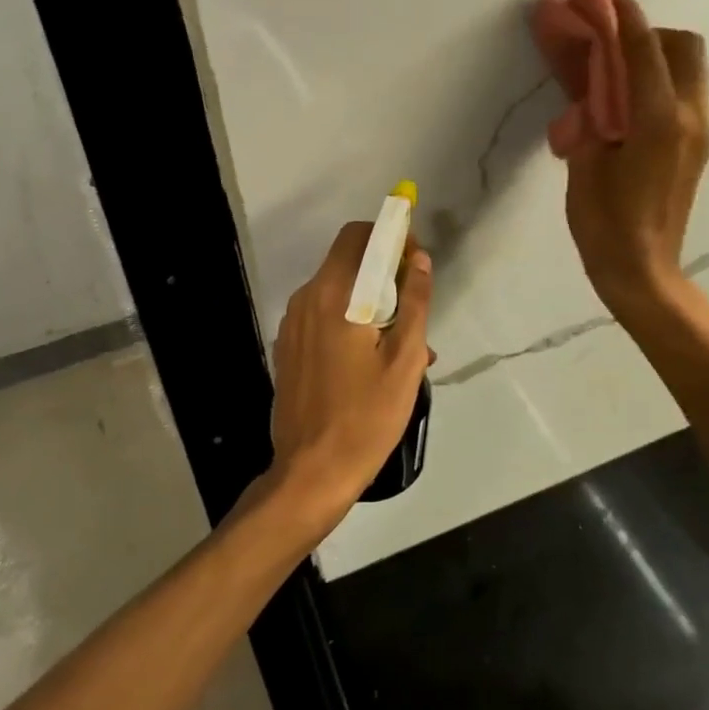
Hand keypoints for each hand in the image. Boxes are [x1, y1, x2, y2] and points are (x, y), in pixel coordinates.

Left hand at [266, 222, 433, 526]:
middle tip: (414, 307)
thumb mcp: (405, 360)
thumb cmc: (366, 416)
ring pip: (337, 291)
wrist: (310, 473)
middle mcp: (306, 299)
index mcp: (333, 295)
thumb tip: (420, 260)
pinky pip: (323, 317)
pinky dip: (350, 321)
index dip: (390, 237)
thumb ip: (415, 302)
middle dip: (384, 271)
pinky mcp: (288, 348)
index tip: (414, 262)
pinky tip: (373, 361)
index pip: (358, 236)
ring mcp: (292, 325)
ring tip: (403, 344)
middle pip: (346, 261)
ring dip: (370, 301)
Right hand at [558, 0, 708, 315]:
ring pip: (689, 67)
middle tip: (607, 42)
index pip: (642, 49)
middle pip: (682, 46)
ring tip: (616, 70)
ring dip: (655, 54)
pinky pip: (683, 91)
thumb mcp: (584, 164)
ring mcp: (698, 131)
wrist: (643, 271)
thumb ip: (590, 113)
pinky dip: (658, 79)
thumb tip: (587, 78)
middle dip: (646, 31)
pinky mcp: (697, 144)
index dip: (621, 16)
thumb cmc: (605, 224)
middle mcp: (688, 116)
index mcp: (657, 120)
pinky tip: (626, 101)